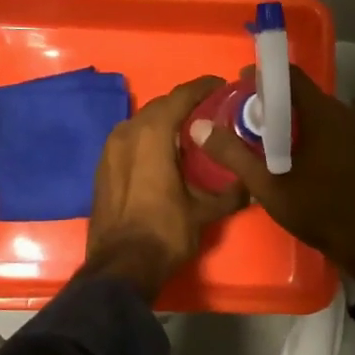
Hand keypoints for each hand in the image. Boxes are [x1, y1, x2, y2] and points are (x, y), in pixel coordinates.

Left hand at [84, 75, 247, 299]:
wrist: (119, 267)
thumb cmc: (164, 232)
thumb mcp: (204, 212)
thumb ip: (230, 193)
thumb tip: (252, 185)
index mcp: (151, 133)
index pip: (181, 96)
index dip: (204, 88)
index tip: (224, 87)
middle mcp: (127, 132)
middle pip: (161, 106)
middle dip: (186, 106)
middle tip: (213, 113)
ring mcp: (109, 149)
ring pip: (143, 123)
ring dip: (166, 123)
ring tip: (191, 134)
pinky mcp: (103, 167)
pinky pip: (130, 141)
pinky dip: (149, 141)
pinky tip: (166, 156)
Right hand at [193, 65, 354, 278]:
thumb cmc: (321, 210)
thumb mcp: (269, 186)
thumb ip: (234, 154)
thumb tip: (199, 127)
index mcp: (322, 113)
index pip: (289, 76)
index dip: (261, 77)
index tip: (238, 87)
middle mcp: (344, 114)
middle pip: (303, 96)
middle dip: (274, 103)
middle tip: (246, 120)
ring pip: (319, 116)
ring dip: (293, 122)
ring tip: (267, 142)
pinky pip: (333, 132)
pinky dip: (312, 136)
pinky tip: (298, 160)